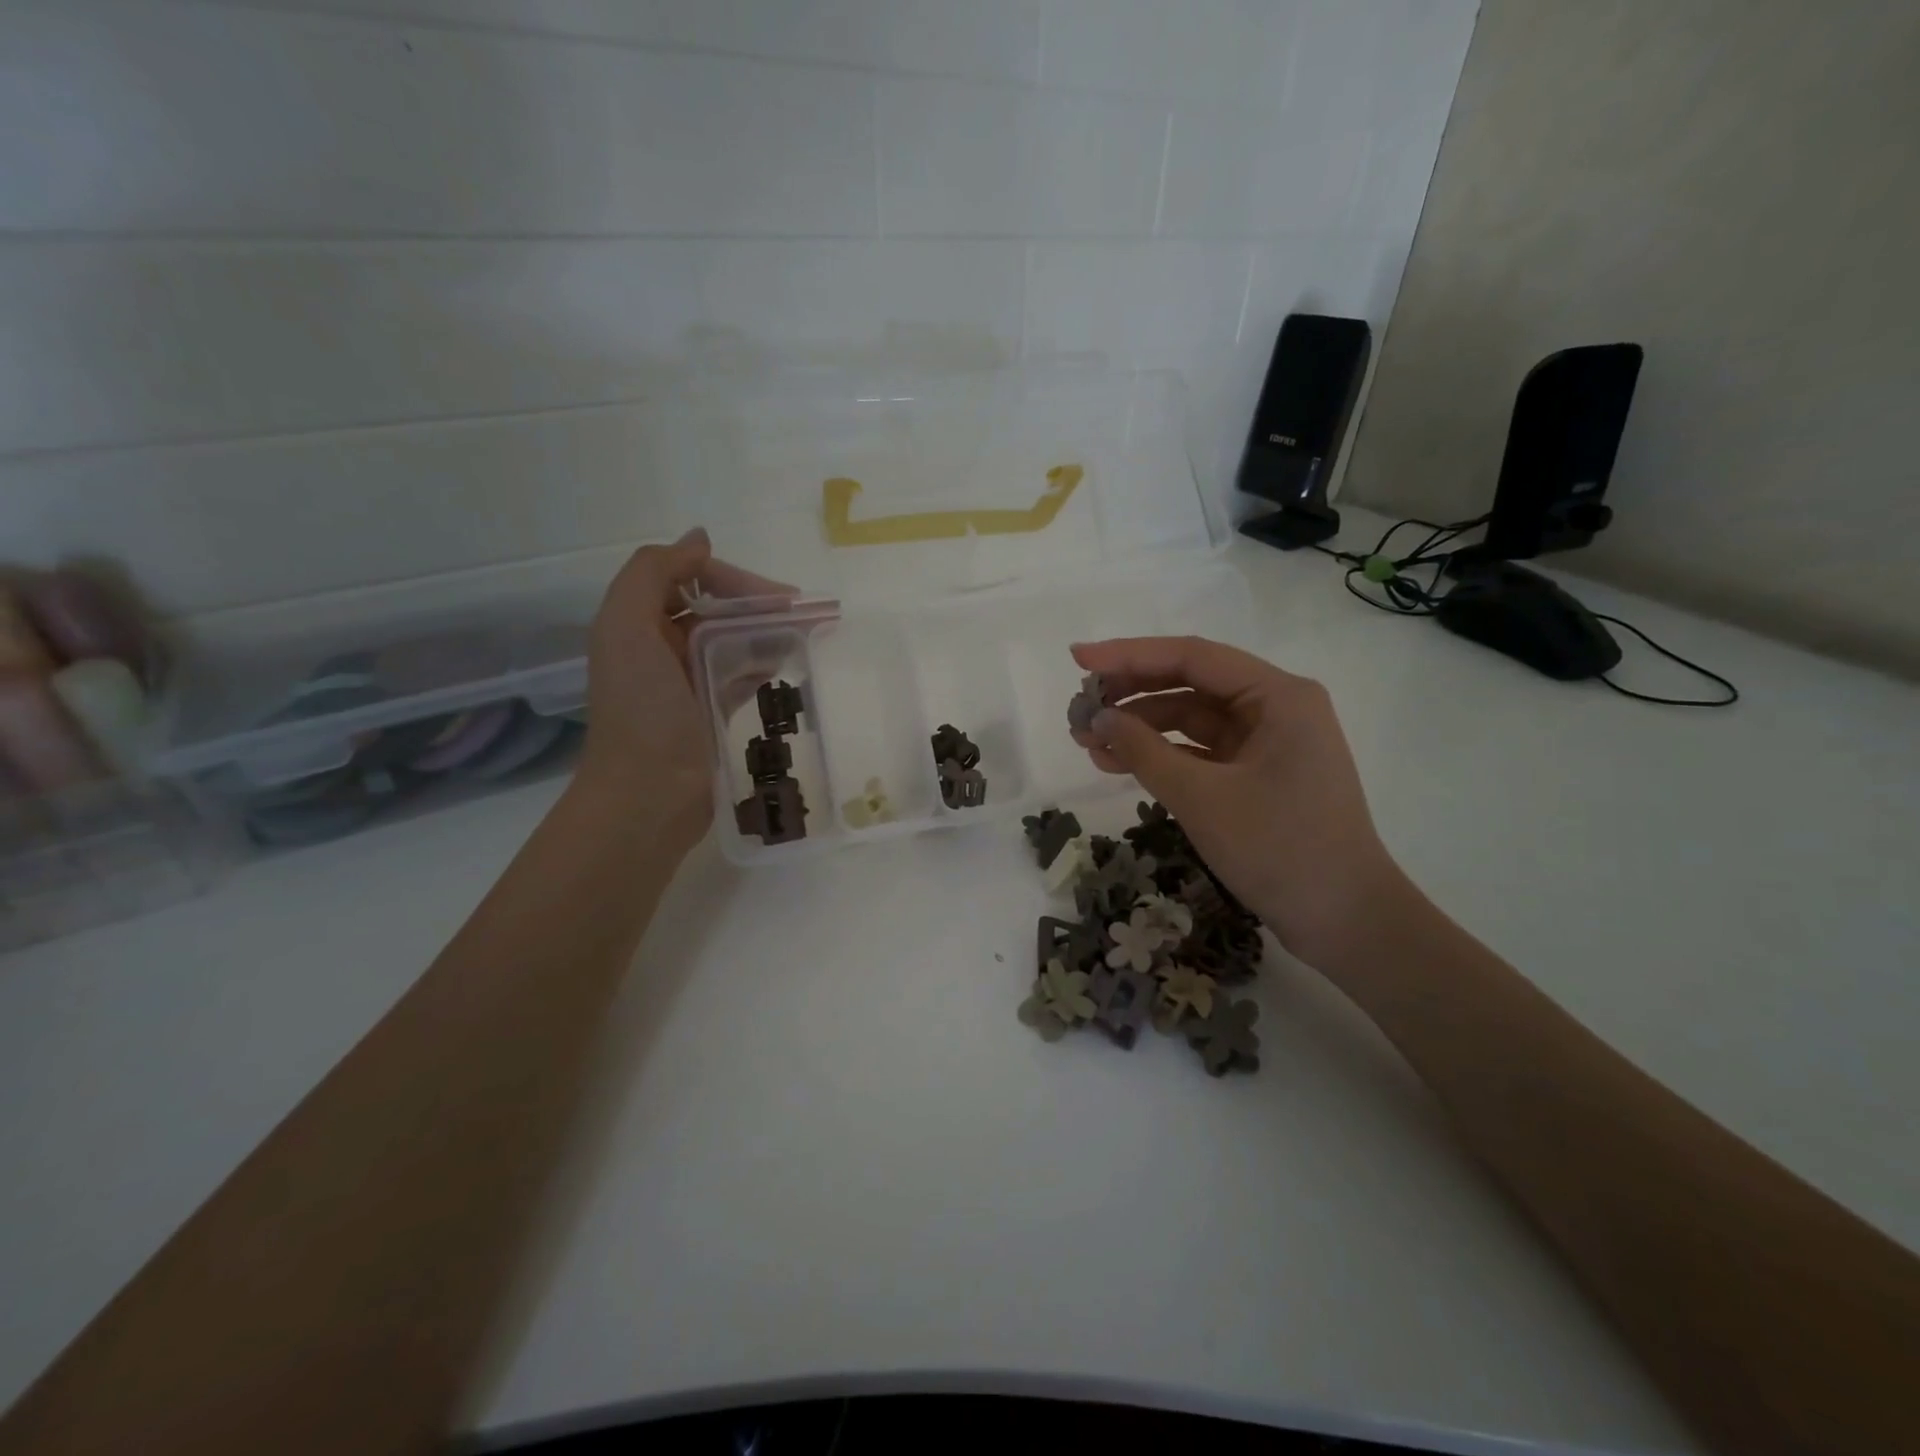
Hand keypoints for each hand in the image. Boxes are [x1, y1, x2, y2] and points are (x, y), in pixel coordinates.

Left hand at [577, 529, 785, 845]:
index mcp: (635, 621)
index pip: (688, 577)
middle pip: (713, 606)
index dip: (730, 578)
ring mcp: (685, 680)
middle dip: (756, 603)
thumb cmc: (641, 710)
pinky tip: (787, 663)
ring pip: (731, 639)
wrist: (648, 796)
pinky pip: (740, 673)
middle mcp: (658, 645)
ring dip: (766, 630)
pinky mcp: (709, 711)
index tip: (775, 597)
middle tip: (803, 613)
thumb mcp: (627, 627)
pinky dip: (762, 662)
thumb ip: (653, 572)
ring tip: (805, 635)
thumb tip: (699, 538)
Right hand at [1069, 636, 1407, 971]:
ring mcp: (1268, 742)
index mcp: (1278, 695)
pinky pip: (1200, 751)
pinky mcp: (1259, 775)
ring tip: (1087, 743)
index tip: (1077, 659)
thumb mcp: (1201, 797)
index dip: (1129, 655)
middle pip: (1190, 684)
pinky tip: (1119, 764)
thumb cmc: (1279, 849)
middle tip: (1079, 709)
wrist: (1344, 921)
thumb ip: (1143, 751)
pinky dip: (1161, 756)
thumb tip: (1097, 718)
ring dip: (1140, 729)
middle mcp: (1276, 707)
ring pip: (1191, 719)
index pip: (1192, 657)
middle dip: (1131, 695)